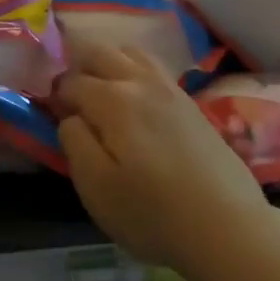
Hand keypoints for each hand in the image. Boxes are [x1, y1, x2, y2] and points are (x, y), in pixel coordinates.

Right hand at [56, 40, 266, 272]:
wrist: (229, 229)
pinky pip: (153, 69)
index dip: (54, 96)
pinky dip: (133, 72)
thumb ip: (73, 141)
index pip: (70, 81)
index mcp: (112, 99)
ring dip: (108, 63)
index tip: (50, 116)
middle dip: (77, 66)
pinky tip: (134, 102)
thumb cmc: (152, 213)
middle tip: (69, 98)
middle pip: (100, 51)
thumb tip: (71, 116)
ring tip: (100, 93)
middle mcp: (141, 82)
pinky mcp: (192, 104)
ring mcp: (171, 89)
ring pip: (130, 53)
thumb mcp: (95, 186)